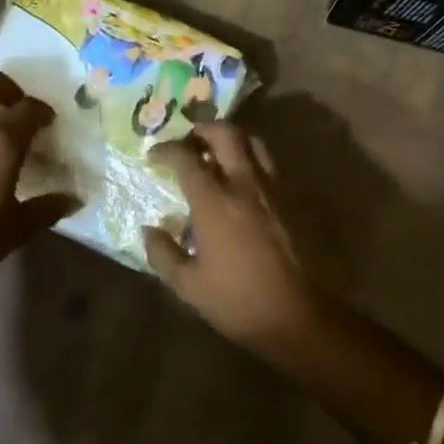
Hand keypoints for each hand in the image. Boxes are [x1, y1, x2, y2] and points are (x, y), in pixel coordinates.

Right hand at [143, 123, 321, 353]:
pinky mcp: (288, 200)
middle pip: (225, 134)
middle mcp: (244, 184)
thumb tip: (148, 230)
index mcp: (214, 202)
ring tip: (214, 153)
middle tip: (188, 141)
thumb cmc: (236, 300)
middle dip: (203, 129)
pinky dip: (249, 158)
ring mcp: (270, 189)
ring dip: (230, 139)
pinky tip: (239, 180)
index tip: (154, 154)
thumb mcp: (188, 284)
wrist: (294, 313)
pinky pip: (267, 164)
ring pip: (252, 143)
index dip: (166, 150)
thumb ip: (163, 253)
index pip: (186, 158)